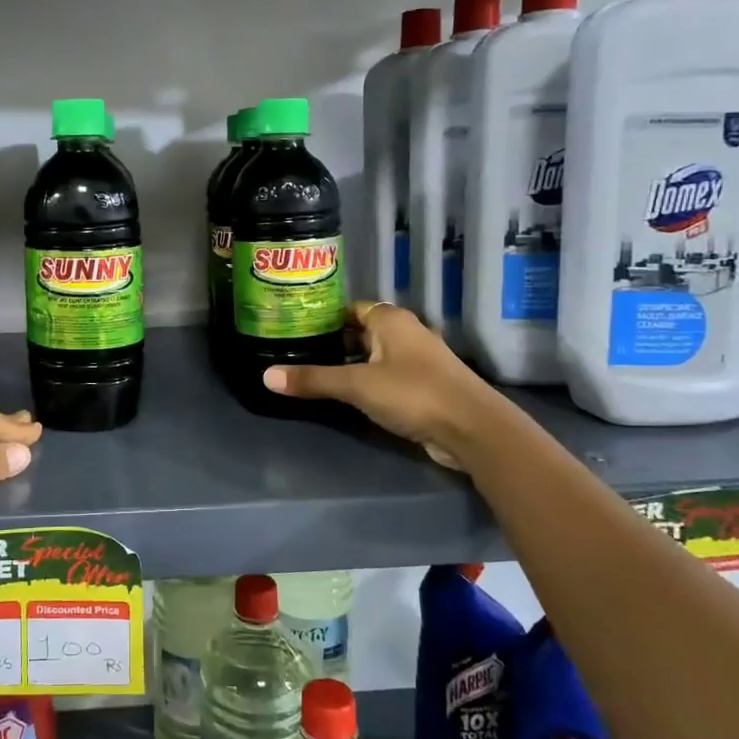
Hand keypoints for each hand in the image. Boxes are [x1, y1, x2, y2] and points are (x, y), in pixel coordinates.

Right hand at [263, 301, 502, 469]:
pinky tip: (343, 396)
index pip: (350, 308)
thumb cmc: (413, 393)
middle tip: (295, 352)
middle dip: (331, 343)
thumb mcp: (356, 385)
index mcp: (391, 320)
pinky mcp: (422, 387)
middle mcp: (405, 333)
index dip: (323, 317)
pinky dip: (365, 383)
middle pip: (360, 332)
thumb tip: (266, 377)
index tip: (295, 328)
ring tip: (312, 374)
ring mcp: (416, 361)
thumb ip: (313, 379)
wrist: (471, 429)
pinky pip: (384, 377)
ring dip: (348, 365)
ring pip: (373, 356)